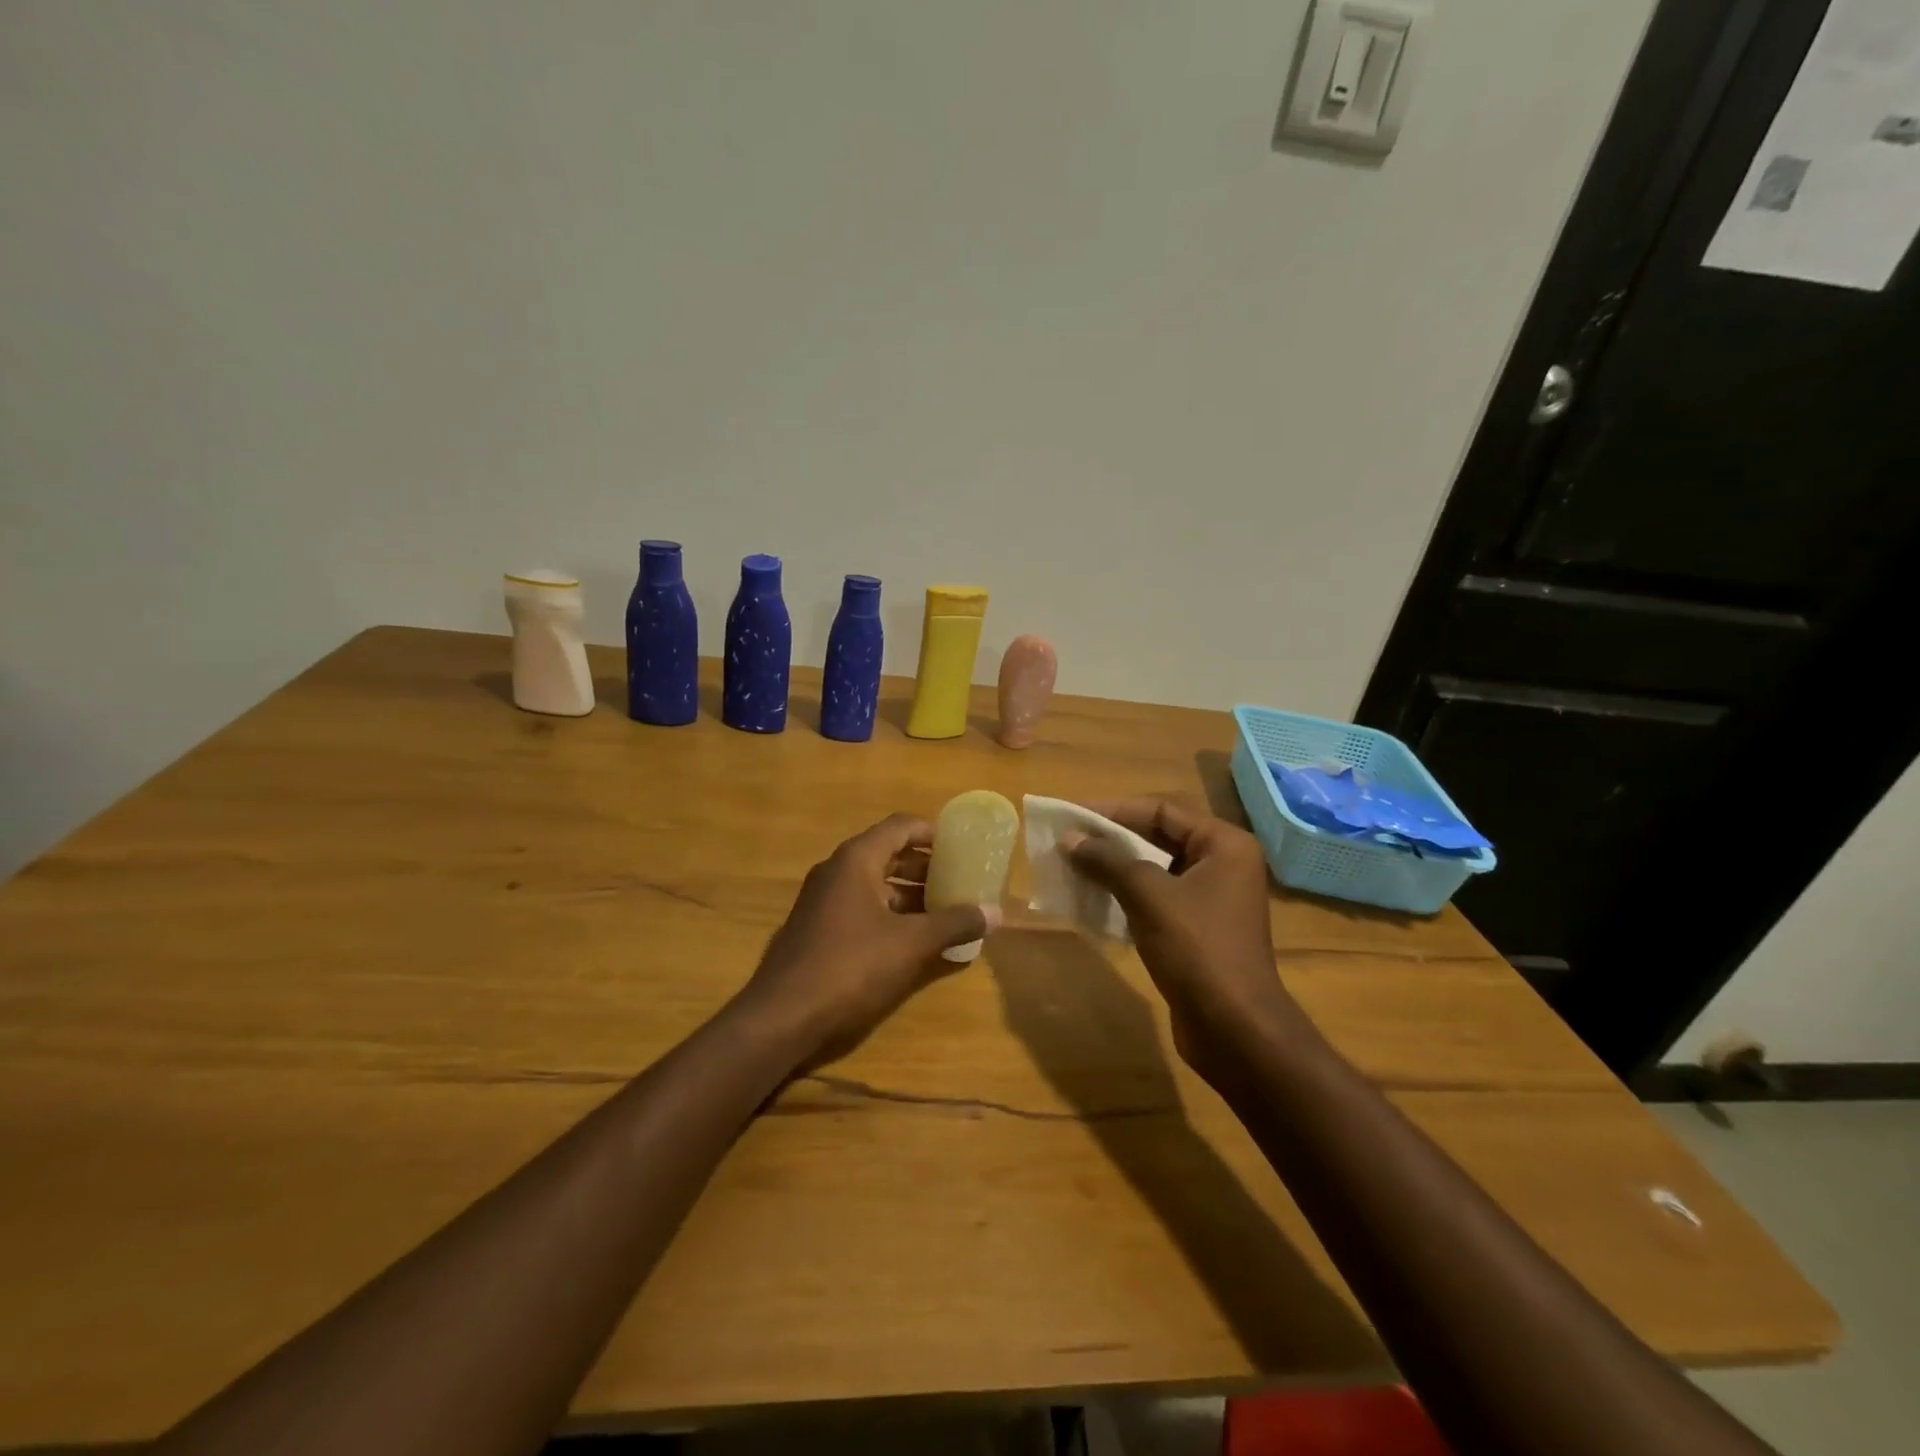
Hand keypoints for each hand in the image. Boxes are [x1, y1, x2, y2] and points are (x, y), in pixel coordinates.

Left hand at [738, 813, 999, 1070]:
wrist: (782, 1017)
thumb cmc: (850, 967)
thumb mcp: (911, 944)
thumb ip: (954, 924)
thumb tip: (995, 913)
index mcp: (856, 860)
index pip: (901, 827)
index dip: (934, 833)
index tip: (964, 846)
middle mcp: (837, 871)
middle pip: (888, 853)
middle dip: (926, 866)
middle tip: (961, 880)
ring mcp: (822, 900)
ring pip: (875, 884)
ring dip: (910, 894)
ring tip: (946, 911)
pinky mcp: (817, 929)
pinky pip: (861, 907)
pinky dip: (890, 914)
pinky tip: (913, 939)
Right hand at [1064, 798, 1297, 1075]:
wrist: (1235, 1029)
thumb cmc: (1198, 949)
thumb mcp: (1149, 896)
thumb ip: (1108, 861)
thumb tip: (1069, 839)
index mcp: (1224, 844)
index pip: (1162, 810)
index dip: (1115, 810)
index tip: (1073, 815)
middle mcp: (1223, 864)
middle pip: (1158, 837)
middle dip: (1112, 839)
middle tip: (1068, 840)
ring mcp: (1212, 899)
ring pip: (1154, 870)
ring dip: (1115, 868)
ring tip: (1072, 867)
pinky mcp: (1198, 930)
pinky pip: (1156, 899)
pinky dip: (1126, 896)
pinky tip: (1093, 900)